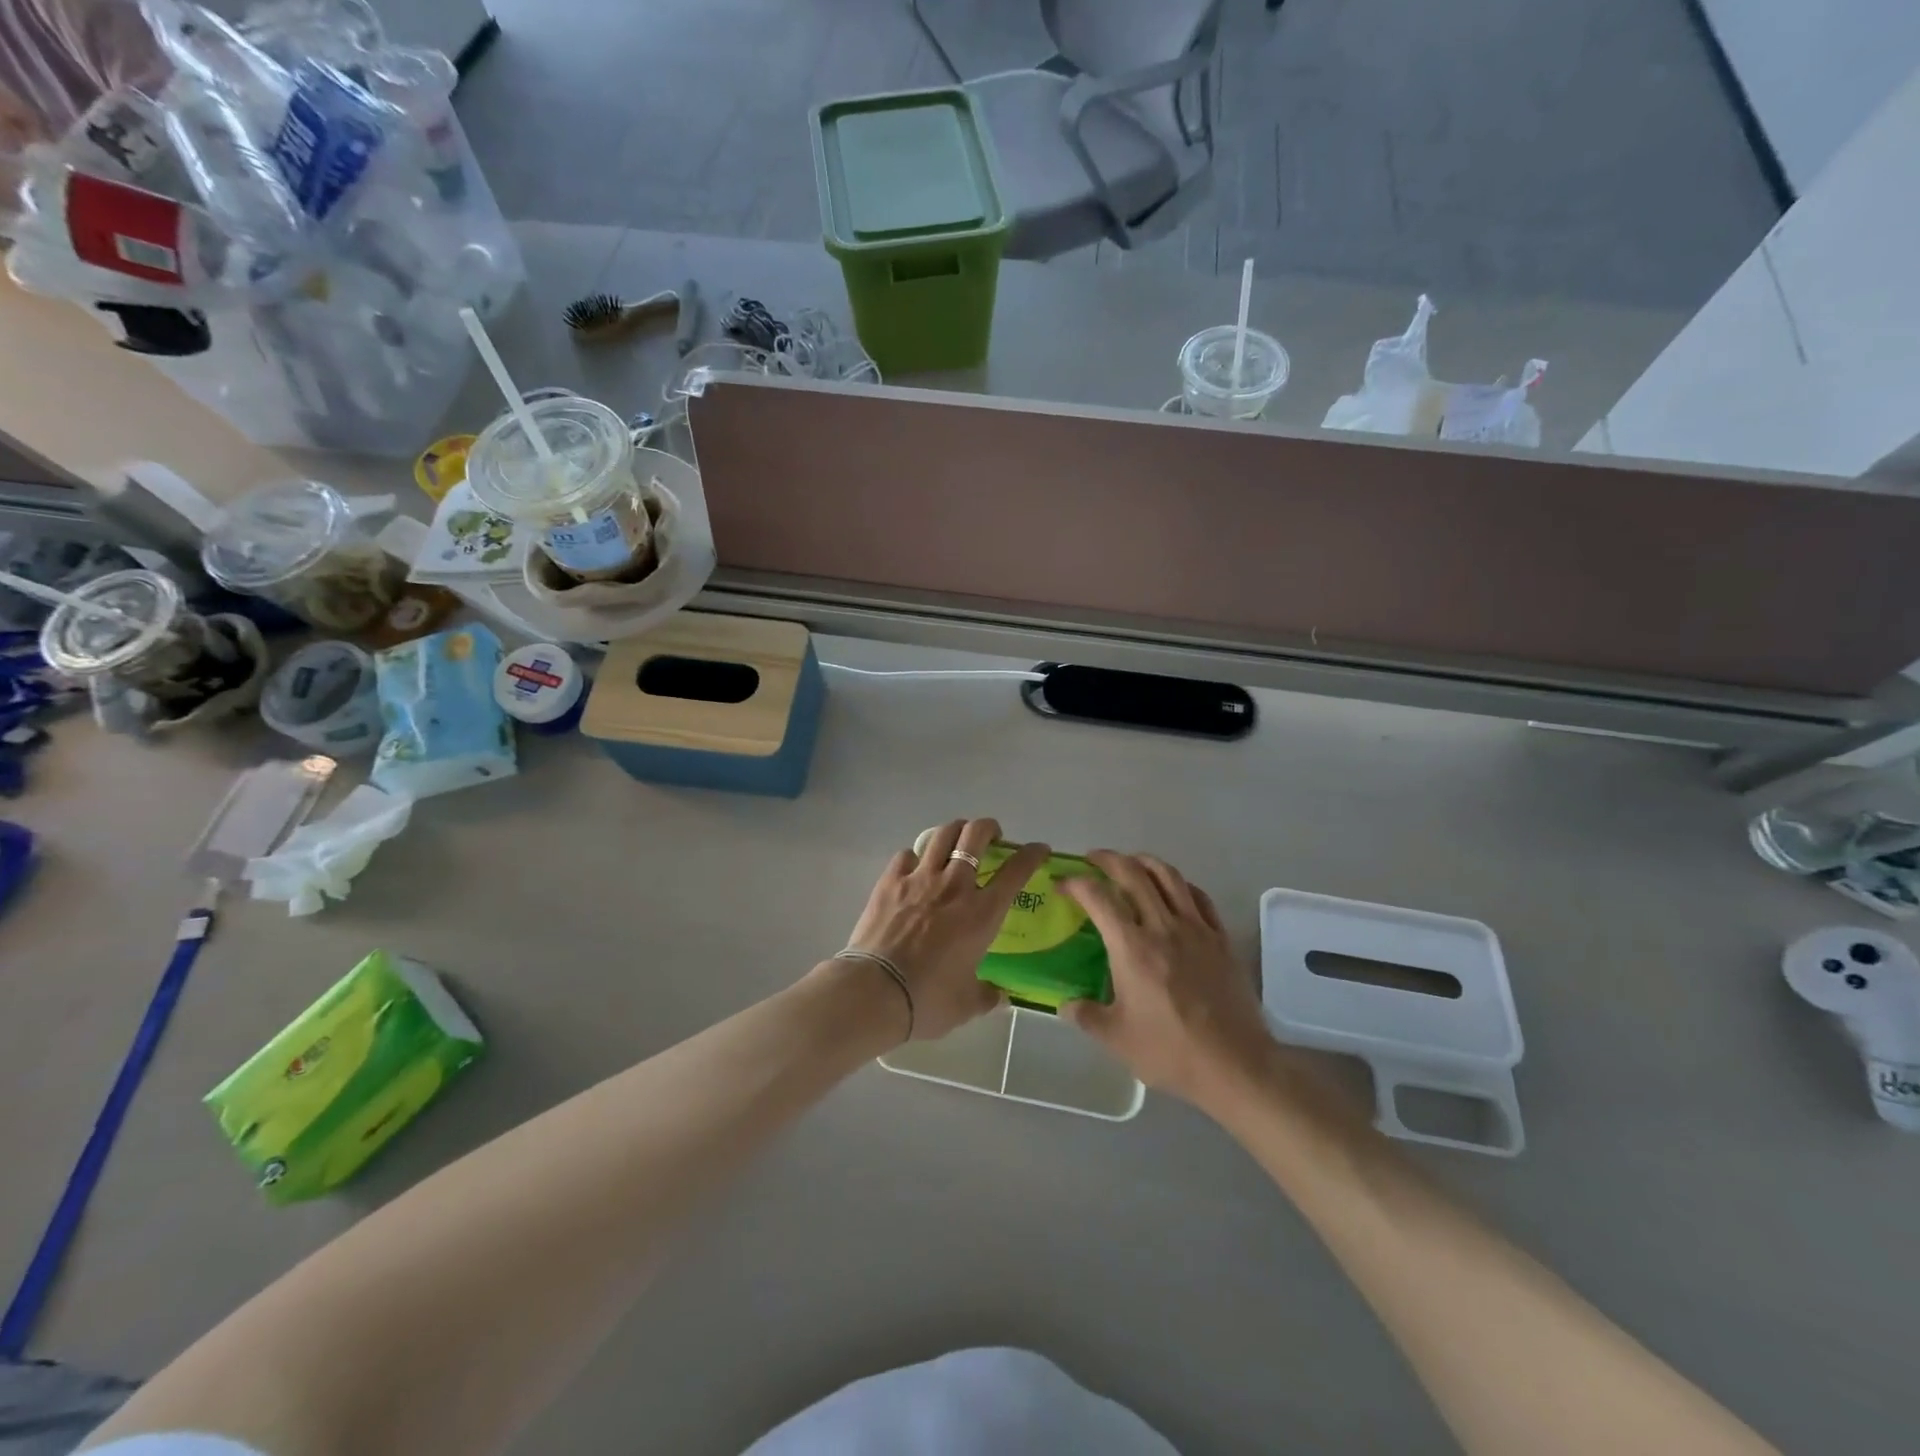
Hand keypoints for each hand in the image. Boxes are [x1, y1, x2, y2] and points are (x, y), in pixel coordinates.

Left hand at [839, 818, 1050, 1041]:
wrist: (875, 991)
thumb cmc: (928, 999)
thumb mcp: (966, 1004)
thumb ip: (986, 995)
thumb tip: (999, 995)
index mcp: (982, 913)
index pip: (1016, 870)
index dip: (1031, 854)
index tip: (1038, 849)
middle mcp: (954, 886)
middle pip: (976, 834)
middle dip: (989, 828)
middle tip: (992, 837)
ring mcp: (920, 879)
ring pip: (942, 834)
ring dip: (955, 831)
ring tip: (957, 840)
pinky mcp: (890, 881)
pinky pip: (907, 854)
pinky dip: (916, 856)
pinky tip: (915, 867)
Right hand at [1060, 852, 1272, 1106]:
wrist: (1235, 1065)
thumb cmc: (1170, 1051)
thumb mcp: (1116, 1039)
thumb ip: (1085, 1016)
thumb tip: (1065, 1004)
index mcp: (1132, 947)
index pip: (1098, 897)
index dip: (1075, 883)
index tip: (1062, 883)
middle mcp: (1163, 927)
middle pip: (1133, 873)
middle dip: (1108, 859)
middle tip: (1093, 860)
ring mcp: (1196, 929)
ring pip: (1169, 877)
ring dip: (1145, 861)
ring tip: (1131, 863)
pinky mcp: (1221, 939)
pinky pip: (1199, 897)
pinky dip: (1180, 884)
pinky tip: (1173, 890)